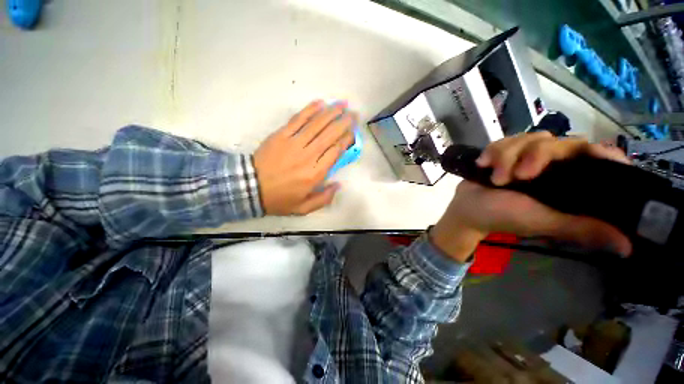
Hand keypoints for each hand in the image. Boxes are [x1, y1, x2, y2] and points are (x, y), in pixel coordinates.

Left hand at [254, 100, 357, 215]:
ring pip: (316, 125)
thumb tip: (338, 185)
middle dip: (344, 123)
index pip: (335, 152)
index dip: (346, 140)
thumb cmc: (279, 199)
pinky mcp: (281, 135)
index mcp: (315, 174)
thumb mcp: (303, 208)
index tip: (353, 132)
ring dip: (331, 113)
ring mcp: (294, 143)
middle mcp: (308, 156)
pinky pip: (297, 120)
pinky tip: (319, 103)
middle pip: (329, 135)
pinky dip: (309, 110)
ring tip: (342, 104)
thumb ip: (324, 199)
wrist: (249, 187)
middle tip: (354, 114)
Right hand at [430, 132, 632, 261]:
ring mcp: (524, 156)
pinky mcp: (503, 152)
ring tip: (495, 178)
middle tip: (519, 176)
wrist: (466, 208)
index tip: (593, 154)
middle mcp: (551, 165)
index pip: (596, 157)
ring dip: (507, 156)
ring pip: (529, 137)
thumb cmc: (502, 216)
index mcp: (567, 182)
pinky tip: (483, 165)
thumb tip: (627, 247)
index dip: (600, 152)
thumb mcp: (542, 222)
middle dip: (537, 155)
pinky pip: (504, 139)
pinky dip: (492, 151)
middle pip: (560, 141)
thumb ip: (580, 227)